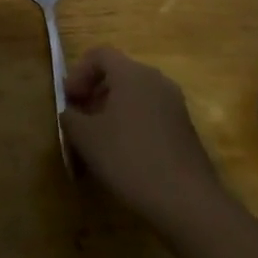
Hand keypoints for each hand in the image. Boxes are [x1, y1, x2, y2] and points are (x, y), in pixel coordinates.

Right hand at [61, 47, 231, 232]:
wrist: (188, 203)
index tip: (69, 99)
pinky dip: (132, 124)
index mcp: (132, 74)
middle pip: (118, 74)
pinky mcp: (186, 130)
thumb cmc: (129, 158)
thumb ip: (70, 117)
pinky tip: (123, 154)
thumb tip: (71, 114)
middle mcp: (157, 81)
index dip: (78, 72)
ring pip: (135, 96)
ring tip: (98, 139)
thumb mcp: (85, 137)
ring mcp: (175, 106)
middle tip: (79, 118)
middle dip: (94, 93)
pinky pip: (150, 115)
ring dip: (112, 110)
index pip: (99, 54)